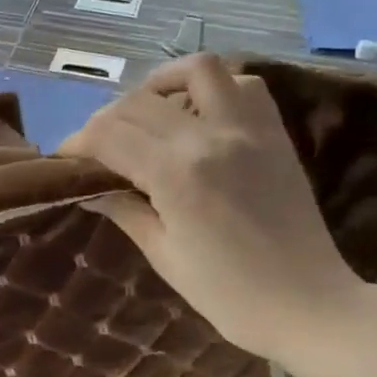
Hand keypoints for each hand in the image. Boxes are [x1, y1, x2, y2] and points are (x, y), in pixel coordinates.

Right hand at [61, 54, 367, 360]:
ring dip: (162, 84)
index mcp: (176, 174)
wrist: (310, 305)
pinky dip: (214, 88)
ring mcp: (248, 129)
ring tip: (148, 115)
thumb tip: (91, 190)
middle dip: (106, 120)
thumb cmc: (229, 295)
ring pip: (197, 70)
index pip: (109, 135)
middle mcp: (210, 136)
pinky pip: (244, 85)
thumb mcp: (165, 256)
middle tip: (97, 148)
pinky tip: (198, 115)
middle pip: (139, 102)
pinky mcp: (275, 133)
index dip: (78, 143)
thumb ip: (126, 211)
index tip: (65, 158)